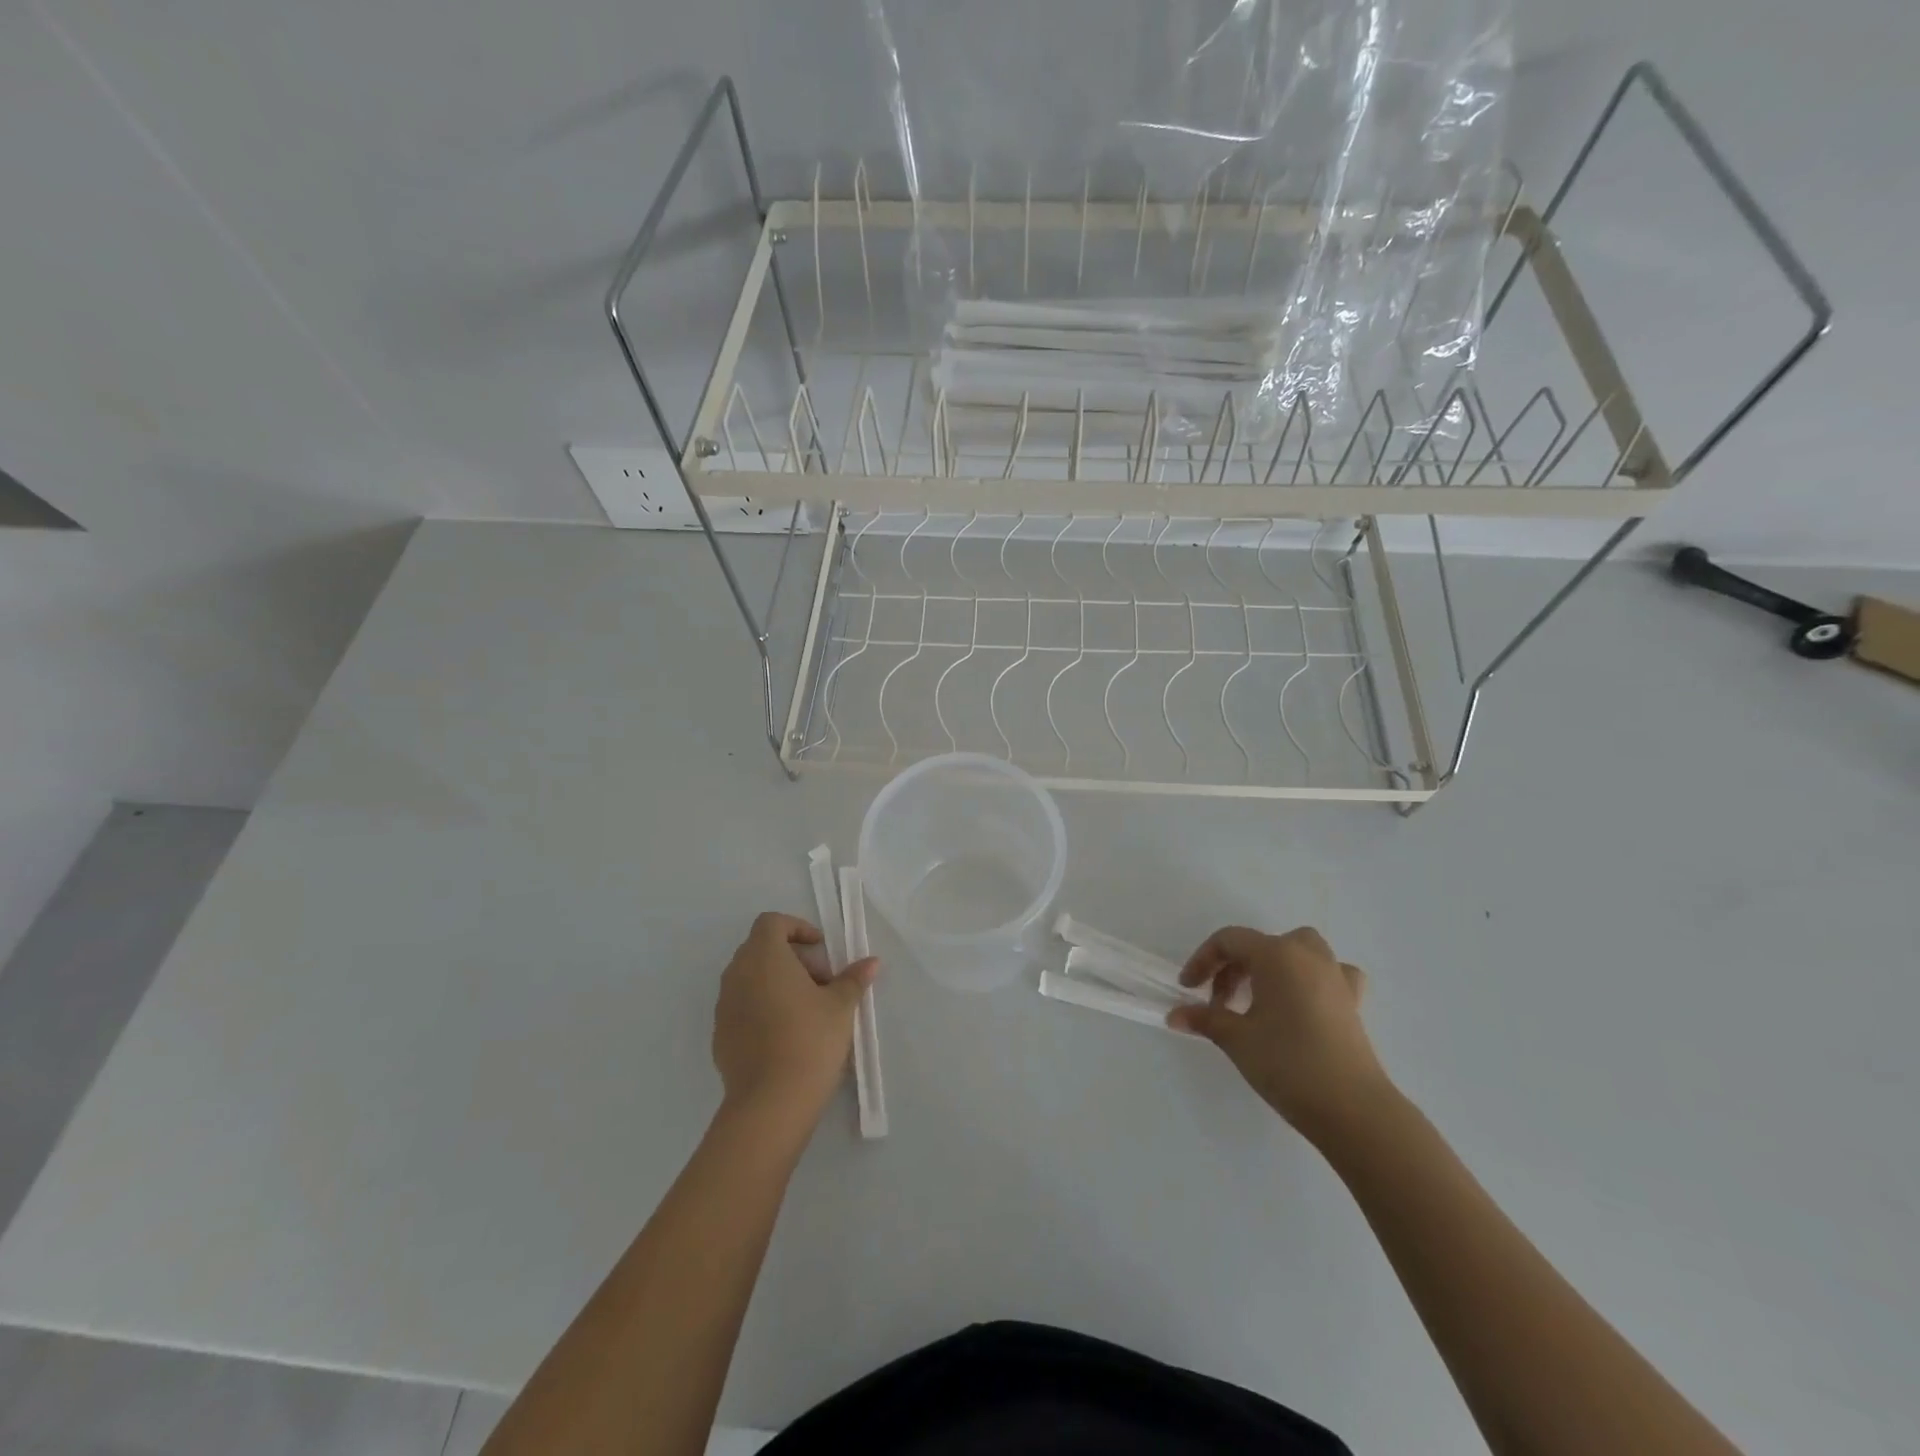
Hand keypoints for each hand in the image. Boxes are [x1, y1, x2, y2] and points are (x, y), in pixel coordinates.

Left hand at [712, 912, 877, 1135]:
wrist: (770, 1103)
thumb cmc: (810, 1040)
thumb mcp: (841, 1006)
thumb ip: (853, 978)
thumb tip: (871, 962)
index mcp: (764, 957)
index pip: (771, 923)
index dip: (797, 928)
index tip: (821, 948)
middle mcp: (737, 974)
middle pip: (761, 950)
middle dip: (793, 958)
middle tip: (822, 982)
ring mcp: (724, 1006)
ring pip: (751, 979)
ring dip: (777, 983)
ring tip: (808, 1010)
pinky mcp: (720, 1035)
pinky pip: (742, 1007)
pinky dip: (763, 1008)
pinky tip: (786, 1035)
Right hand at [1169, 926, 1389, 1142]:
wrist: (1352, 1108)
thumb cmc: (1287, 1063)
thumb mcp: (1236, 1039)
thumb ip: (1205, 1019)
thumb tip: (1175, 1016)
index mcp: (1276, 954)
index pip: (1229, 941)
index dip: (1203, 960)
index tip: (1188, 989)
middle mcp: (1307, 955)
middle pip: (1261, 944)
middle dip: (1234, 967)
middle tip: (1220, 1002)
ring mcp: (1335, 976)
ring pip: (1297, 950)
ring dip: (1272, 965)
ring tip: (1258, 997)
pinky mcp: (1353, 1001)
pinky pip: (1329, 973)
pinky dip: (1311, 978)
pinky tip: (1303, 1001)